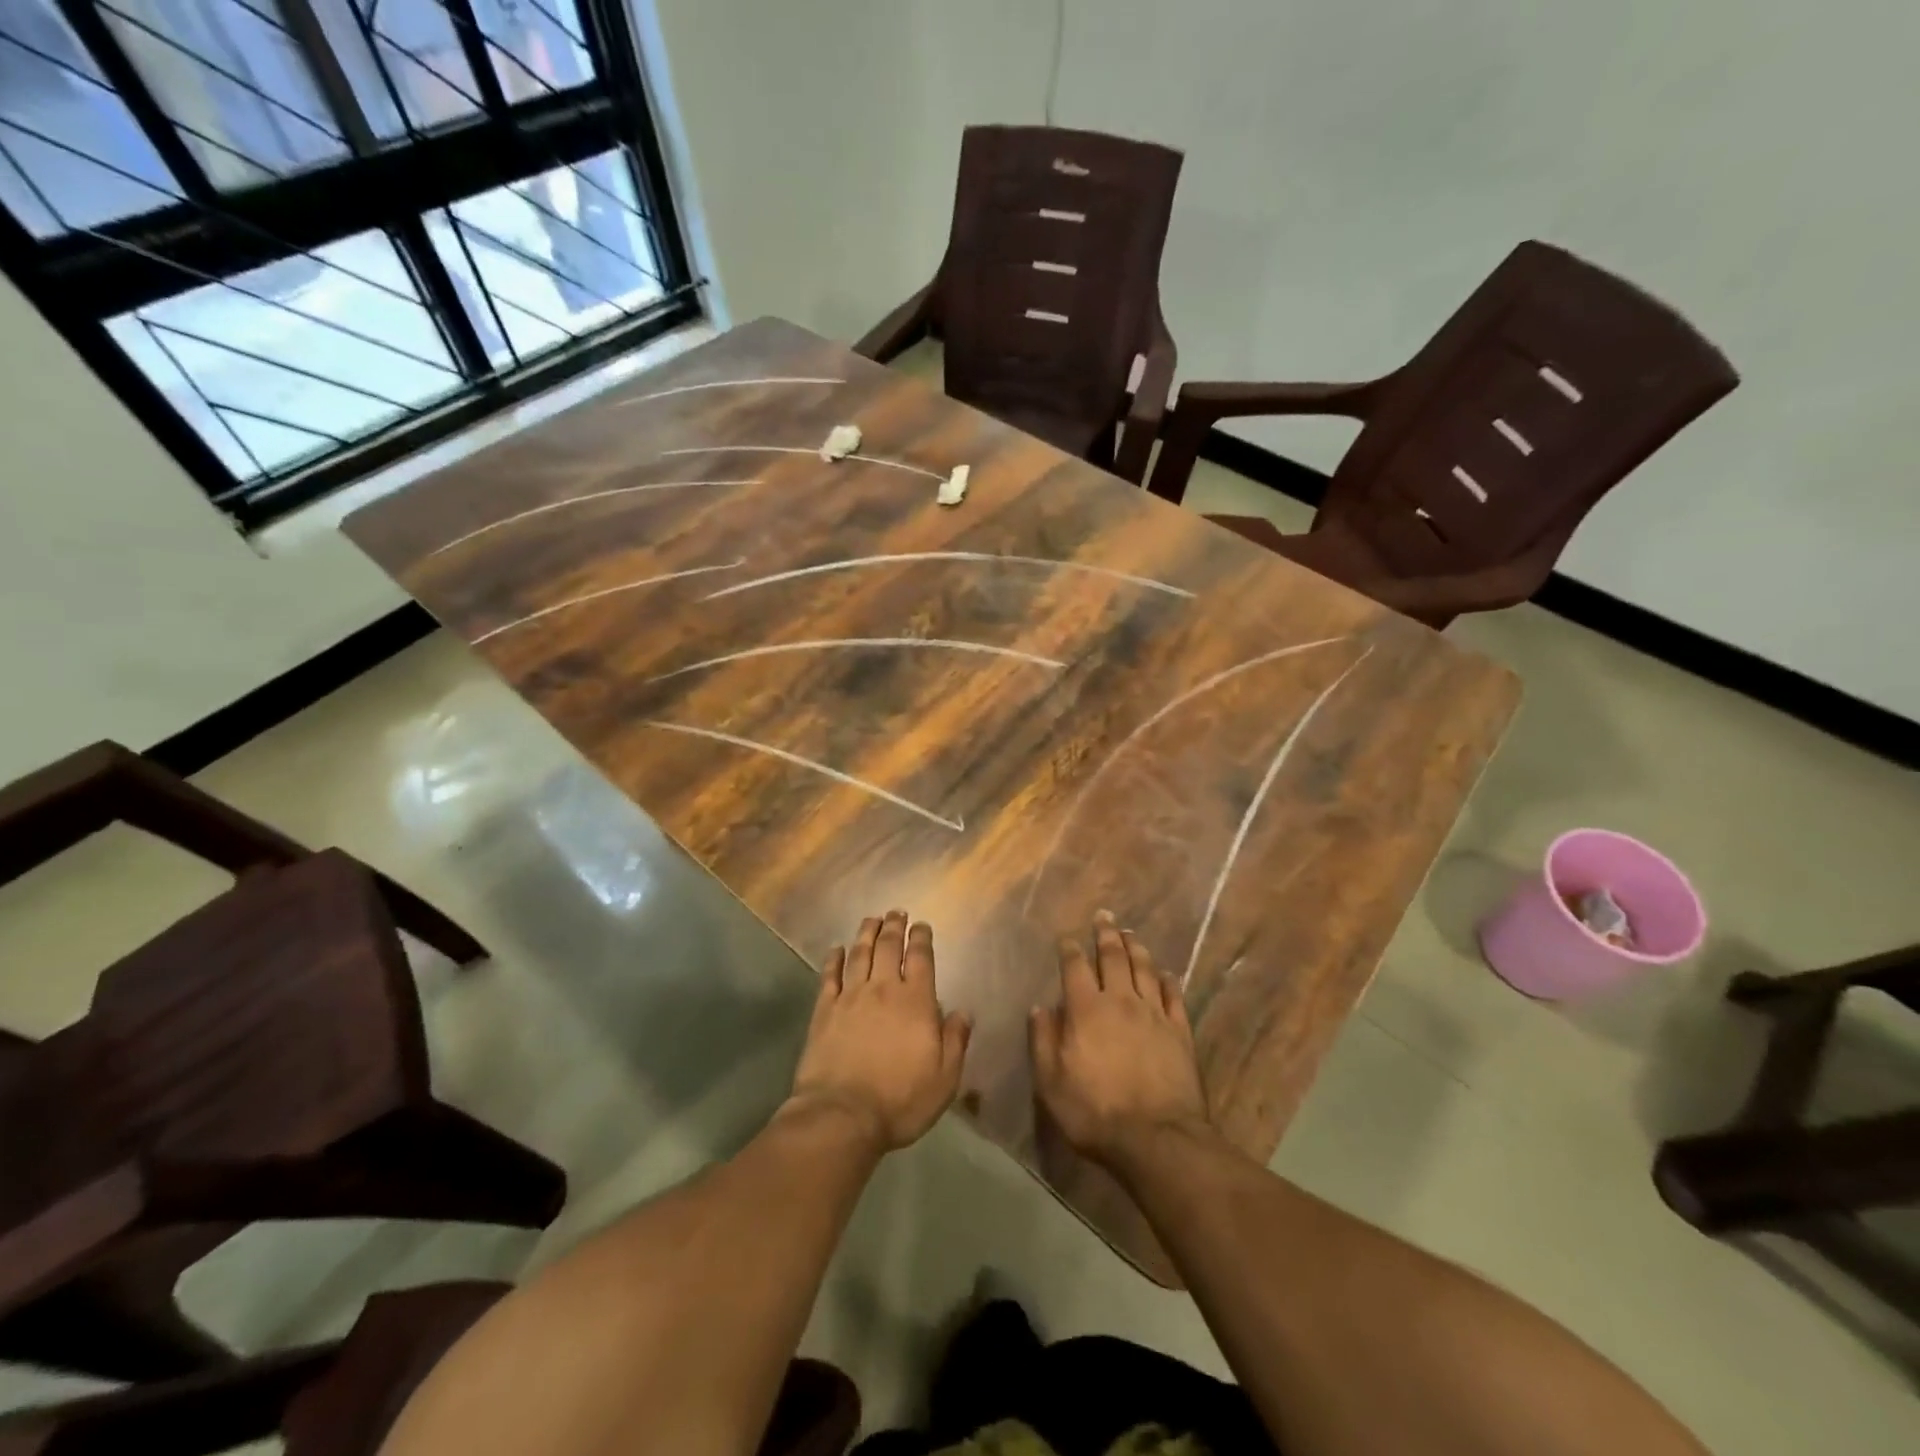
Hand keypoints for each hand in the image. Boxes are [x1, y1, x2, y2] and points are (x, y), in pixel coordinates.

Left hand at [789, 911, 970, 1151]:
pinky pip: (829, 976)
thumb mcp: (944, 1078)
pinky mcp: (824, 1011)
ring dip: (867, 933)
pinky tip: (836, 949)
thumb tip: (963, 1012)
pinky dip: (834, 959)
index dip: (922, 938)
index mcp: (916, 1002)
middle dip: (894, 926)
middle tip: (896, 912)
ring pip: (859, 954)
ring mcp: (850, 997)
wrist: (842, 1115)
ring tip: (872, 919)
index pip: (921, 959)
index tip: (922, 925)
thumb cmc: (900, 1100)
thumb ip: (956, 1040)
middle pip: (888, 948)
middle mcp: (883, 990)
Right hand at [1030, 912, 1210, 1167]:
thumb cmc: (1094, 1112)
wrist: (1156, 1139)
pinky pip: (1174, 996)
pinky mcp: (1180, 1031)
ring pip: (1145, 969)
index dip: (1070, 949)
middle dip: (1106, 934)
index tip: (1067, 937)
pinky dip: (1168, 980)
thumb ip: (1043, 1040)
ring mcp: (1154, 1013)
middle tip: (1104, 916)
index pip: (1075, 967)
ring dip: (1136, 948)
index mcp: (1086, 1009)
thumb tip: (1040, 1008)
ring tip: (1130, 933)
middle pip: (1113, 957)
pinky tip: (1166, 972)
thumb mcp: (1051, 1082)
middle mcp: (1120, 1001)